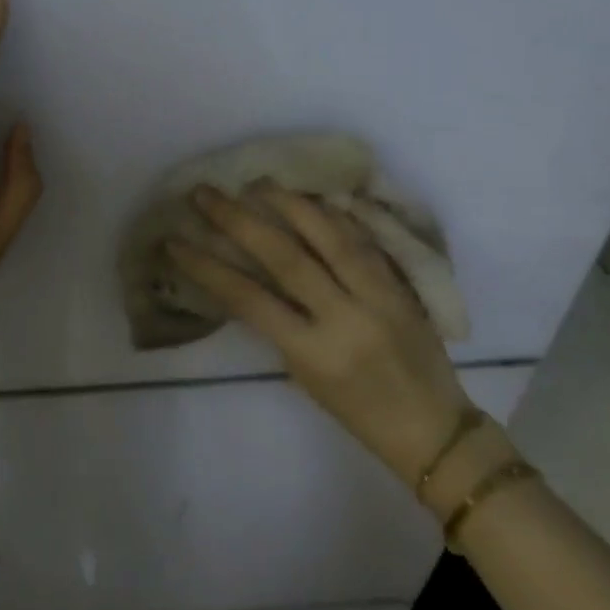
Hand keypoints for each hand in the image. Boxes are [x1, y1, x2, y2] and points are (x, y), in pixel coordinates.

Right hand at [168, 183, 470, 480]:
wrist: (434, 428)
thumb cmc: (357, 413)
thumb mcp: (304, 375)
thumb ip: (280, 326)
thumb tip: (248, 279)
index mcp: (313, 352)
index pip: (249, 299)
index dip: (207, 267)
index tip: (176, 241)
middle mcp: (345, 318)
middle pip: (285, 257)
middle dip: (240, 220)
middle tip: (207, 194)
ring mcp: (378, 297)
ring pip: (330, 237)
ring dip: (290, 204)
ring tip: (259, 181)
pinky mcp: (402, 285)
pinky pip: (364, 240)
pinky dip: (335, 215)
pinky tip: (312, 197)